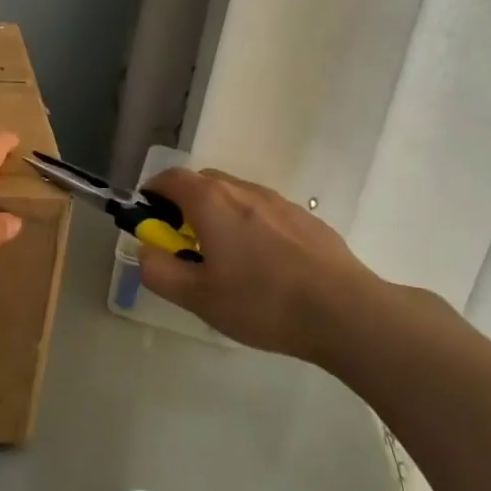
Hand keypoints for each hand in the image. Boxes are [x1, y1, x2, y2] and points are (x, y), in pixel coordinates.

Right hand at [138, 168, 400, 366]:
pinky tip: (266, 266)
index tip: (151, 223)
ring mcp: (278, 201)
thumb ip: (159, 270)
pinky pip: (265, 212)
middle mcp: (242, 189)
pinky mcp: (306, 218)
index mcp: (210, 201)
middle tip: (186, 246)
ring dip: (220, 216)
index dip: (152, 195)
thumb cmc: (262, 302)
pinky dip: (251, 226)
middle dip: (185, 206)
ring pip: (235, 196)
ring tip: (228, 260)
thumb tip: (145, 250)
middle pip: (202, 183)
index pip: (169, 178)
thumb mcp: (197, 297)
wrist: (345, 312)